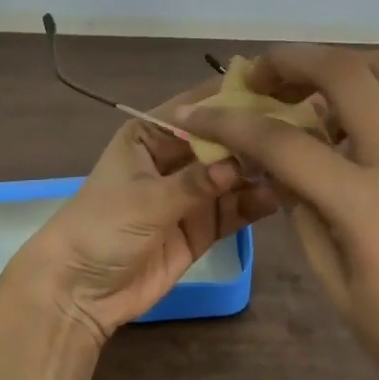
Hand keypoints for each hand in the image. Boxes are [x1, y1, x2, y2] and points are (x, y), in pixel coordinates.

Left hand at [0, 78, 279, 346]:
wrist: (78, 292)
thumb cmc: (102, 228)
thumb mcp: (147, 199)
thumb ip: (197, 182)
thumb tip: (242, 161)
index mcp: (150, 135)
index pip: (195, 108)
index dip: (231, 98)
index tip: (275, 87)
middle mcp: (174, 158)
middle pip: (220, 141)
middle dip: (253, 138)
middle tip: (300, 128)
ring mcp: (190, 194)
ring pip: (232, 175)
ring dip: (258, 172)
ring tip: (294, 165)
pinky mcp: (201, 227)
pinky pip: (233, 209)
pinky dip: (253, 203)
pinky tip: (277, 197)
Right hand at [177, 46, 378, 379]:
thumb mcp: (336, 285)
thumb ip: (301, 211)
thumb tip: (272, 163)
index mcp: (369, 206)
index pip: (285, 143)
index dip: (232, 123)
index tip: (197, 113)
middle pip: (347, 72)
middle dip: (292, 61)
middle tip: (256, 77)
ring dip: (334, 65)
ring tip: (296, 90)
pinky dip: (362, 90)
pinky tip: (335, 124)